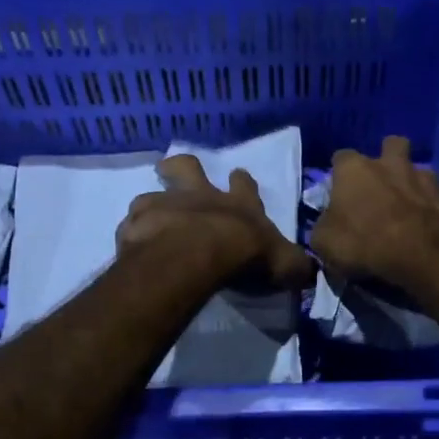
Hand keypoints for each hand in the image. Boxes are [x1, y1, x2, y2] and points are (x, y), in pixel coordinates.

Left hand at [118, 155, 314, 290]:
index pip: (244, 185)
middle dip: (181, 167)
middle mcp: (200, 197)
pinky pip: (130, 226)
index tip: (238, 175)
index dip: (242, 182)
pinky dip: (132, 234)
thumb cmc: (246, 254)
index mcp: (238, 204)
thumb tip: (308, 271)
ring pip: (152, 195)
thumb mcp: (283, 263)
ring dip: (152, 205)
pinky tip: (132, 247)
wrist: (199, 254)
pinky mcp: (137, 224)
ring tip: (147, 221)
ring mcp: (165, 206)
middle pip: (187, 167)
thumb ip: (293, 265)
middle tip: (171, 169)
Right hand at [310, 136, 438, 289]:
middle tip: (382, 186)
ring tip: (409, 208)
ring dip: (413, 183)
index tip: (340, 193)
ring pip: (419, 170)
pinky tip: (430, 226)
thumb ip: (324, 227)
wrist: (423, 256)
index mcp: (354, 169)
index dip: (339, 174)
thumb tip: (329, 226)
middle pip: (390, 145)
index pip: (340, 157)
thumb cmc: (365, 244)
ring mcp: (425, 177)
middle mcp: (390, 163)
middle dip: (387, 159)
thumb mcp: (324, 244)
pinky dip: (434, 207)